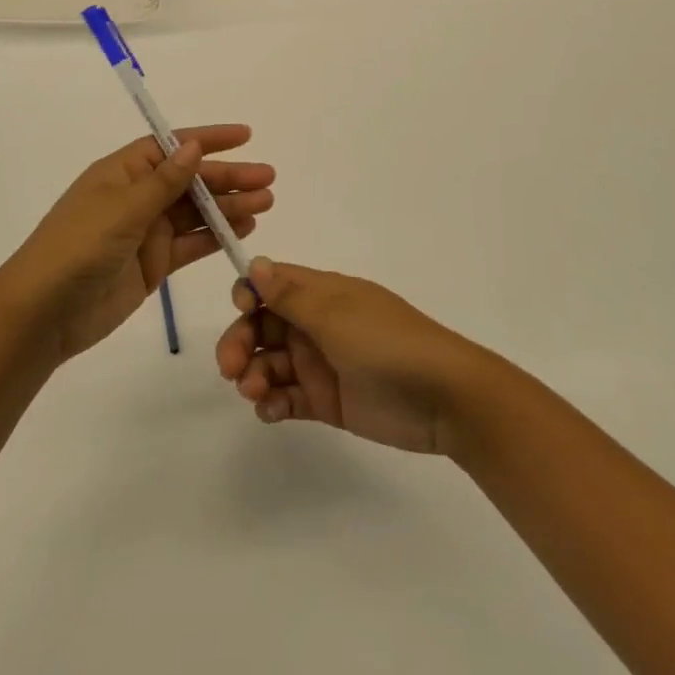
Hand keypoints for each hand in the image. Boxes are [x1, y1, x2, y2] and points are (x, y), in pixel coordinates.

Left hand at [0, 125, 274, 363]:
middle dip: (228, 177)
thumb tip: (193, 146)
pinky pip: (190, 243)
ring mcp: (145, 231)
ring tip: (265, 202)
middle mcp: (136, 196)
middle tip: (268, 178)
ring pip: (195, 212)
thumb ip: (164, 181)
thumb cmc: (79, 246)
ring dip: (229, 207)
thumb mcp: (123, 207)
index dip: (208, 139)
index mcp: (123, 172)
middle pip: (190, 180)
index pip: (172, 146)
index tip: (245, 136)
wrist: (45, 312)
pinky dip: (216, 236)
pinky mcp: (152, 264)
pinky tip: (244, 229)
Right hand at [214, 258, 496, 453]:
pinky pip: (288, 398)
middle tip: (230, 370)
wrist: (444, 398)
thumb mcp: (335, 314)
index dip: (250, 294)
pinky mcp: (328, 401)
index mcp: (322, 294)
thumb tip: (255, 262)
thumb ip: (290, 295)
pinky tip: (271, 412)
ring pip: (271, 364)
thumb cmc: (386, 343)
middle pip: (263, 326)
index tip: (241, 310)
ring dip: (254, 376)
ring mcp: (322, 363)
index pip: (273, 285)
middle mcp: (317, 325)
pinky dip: (273, 404)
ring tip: (256, 395)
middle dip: (241, 343)